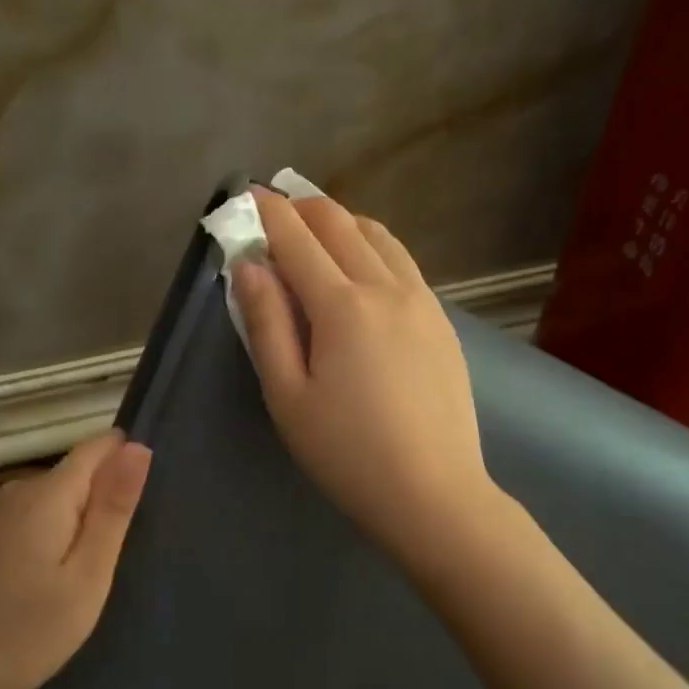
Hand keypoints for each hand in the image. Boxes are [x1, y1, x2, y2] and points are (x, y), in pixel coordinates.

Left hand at [0, 431, 151, 688]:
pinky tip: (65, 568)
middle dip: (106, 495)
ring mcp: (1, 510)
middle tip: (126, 546)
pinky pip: (40, 512)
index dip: (127, 459)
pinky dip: (60, 529)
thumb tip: (138, 447)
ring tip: (100, 561)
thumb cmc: (34, 629)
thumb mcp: (90, 573)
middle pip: (79, 471)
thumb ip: (113, 507)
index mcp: (48, 492)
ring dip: (84, 516)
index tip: (147, 497)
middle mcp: (21, 488)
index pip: (98, 446)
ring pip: (60, 493)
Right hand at [234, 189, 500, 569]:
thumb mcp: (288, 396)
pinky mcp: (442, 321)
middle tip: (276, 207)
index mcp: (342, 306)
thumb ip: (266, 324)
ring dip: (343, 221)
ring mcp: (422, 301)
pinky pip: (403, 262)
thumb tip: (249, 266)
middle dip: (303, 207)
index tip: (247, 194)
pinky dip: (374, 246)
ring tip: (317, 228)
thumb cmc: (347, 453)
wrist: (434, 494)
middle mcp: (386, 288)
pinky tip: (363, 266)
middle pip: (340, 224)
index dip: (268, 212)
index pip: (297, 239)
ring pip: (379, 236)